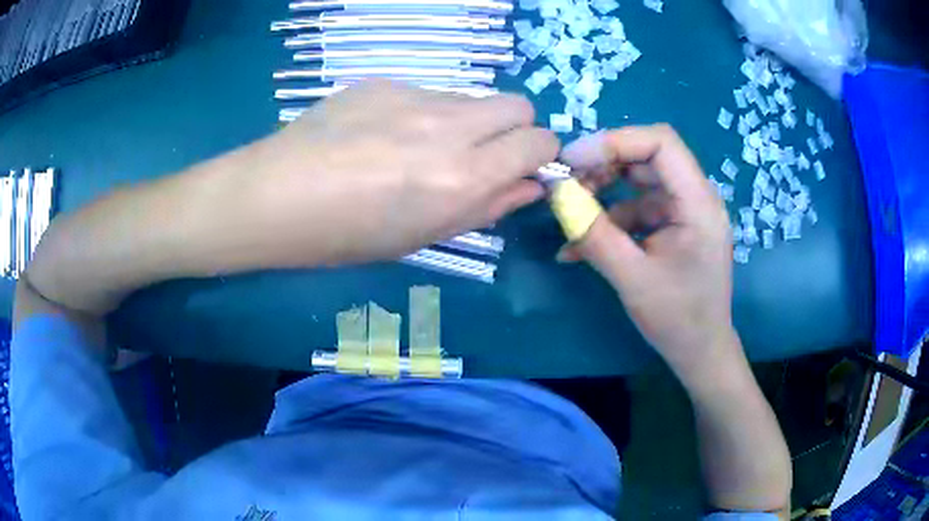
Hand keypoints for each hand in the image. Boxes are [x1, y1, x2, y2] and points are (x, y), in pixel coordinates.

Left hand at [247, 80, 557, 263]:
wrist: (275, 197)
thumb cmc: (346, 236)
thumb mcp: (423, 236)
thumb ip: (487, 207)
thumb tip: (529, 186)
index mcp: (460, 177)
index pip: (539, 142)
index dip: (541, 155)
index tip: (524, 168)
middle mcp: (447, 127)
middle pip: (518, 105)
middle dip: (515, 130)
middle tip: (483, 155)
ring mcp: (413, 96)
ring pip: (472, 98)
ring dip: (468, 122)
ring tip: (420, 148)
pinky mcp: (385, 81)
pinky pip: (428, 93)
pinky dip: (425, 113)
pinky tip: (383, 134)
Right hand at [559, 125, 739, 378]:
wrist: (701, 351)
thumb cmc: (677, 319)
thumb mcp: (631, 279)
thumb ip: (594, 234)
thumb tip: (557, 195)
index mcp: (698, 203)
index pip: (661, 143)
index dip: (615, 141)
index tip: (573, 160)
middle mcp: (696, 197)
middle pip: (647, 157)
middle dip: (603, 165)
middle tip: (566, 184)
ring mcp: (686, 212)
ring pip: (640, 181)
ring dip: (603, 192)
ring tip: (571, 215)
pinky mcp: (676, 226)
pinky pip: (639, 208)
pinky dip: (612, 219)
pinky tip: (582, 245)